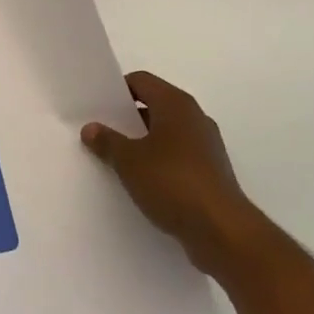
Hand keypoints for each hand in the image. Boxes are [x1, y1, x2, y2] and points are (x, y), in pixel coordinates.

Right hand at [82, 70, 254, 269]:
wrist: (223, 232)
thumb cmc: (173, 183)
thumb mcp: (129, 161)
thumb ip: (107, 141)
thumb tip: (90, 128)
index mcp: (176, 104)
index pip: (141, 81)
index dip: (117, 90)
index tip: (97, 107)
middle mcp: (194, 117)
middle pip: (155, 105)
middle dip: (128, 118)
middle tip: (101, 132)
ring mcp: (206, 145)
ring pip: (167, 133)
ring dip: (143, 142)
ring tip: (117, 158)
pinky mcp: (211, 172)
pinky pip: (178, 156)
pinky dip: (160, 162)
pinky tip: (143, 181)